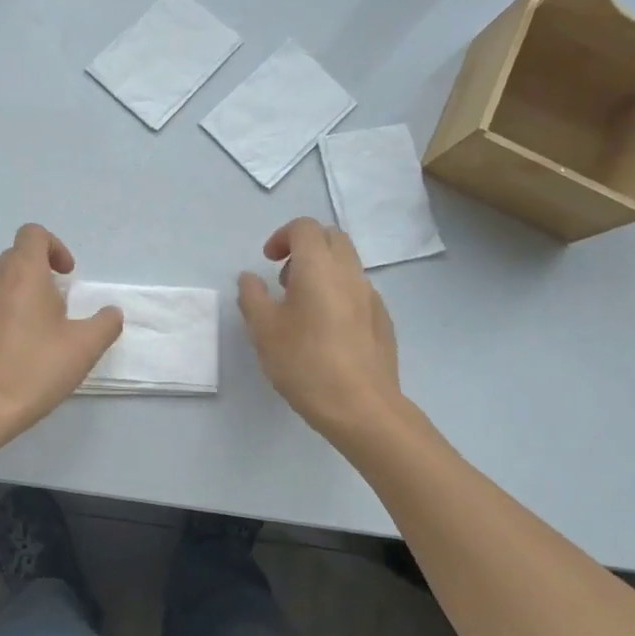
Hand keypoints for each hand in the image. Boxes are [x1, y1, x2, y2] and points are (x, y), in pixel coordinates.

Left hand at [0, 224, 123, 439]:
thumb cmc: (35, 370)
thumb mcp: (85, 348)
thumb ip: (105, 323)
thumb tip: (111, 312)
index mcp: (22, 274)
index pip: (33, 234)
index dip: (54, 247)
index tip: (67, 276)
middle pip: (14, 257)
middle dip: (37, 273)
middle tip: (56, 306)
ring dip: (16, 296)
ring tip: (33, 332)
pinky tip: (8, 353)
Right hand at [238, 217, 401, 435]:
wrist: (362, 407)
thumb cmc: (305, 363)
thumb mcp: (264, 331)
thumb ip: (252, 297)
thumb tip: (250, 278)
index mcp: (318, 268)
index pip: (305, 228)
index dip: (282, 236)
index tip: (268, 261)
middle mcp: (349, 273)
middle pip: (332, 238)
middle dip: (306, 247)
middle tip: (285, 277)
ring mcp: (371, 296)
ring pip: (348, 264)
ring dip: (324, 270)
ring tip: (303, 306)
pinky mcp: (383, 320)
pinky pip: (359, 291)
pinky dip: (340, 293)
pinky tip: (328, 330)